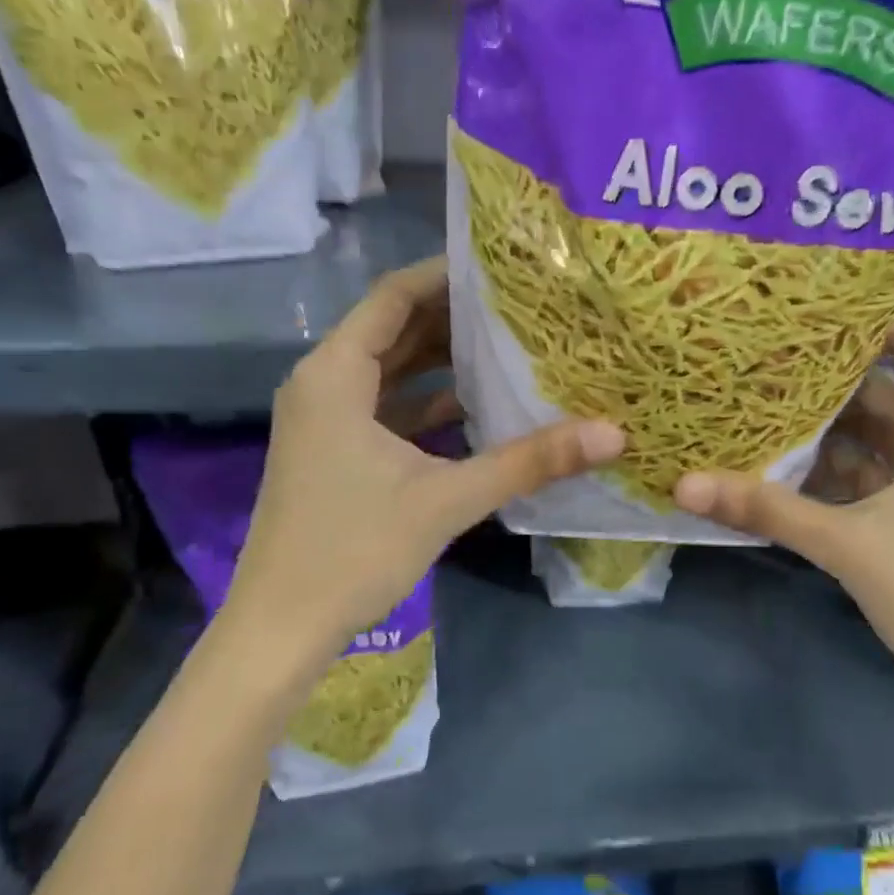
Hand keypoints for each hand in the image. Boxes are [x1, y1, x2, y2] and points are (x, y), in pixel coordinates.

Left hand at [221, 258, 623, 663]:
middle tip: (521, 304)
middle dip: (454, 316)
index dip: (447, 275)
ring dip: (442, 360)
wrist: (281, 628)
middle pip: (394, 329)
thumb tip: (611, 434)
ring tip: (509, 345)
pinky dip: (427, 402)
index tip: (503, 266)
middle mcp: (324, 384)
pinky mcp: (334, 452)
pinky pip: (386, 407)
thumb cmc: (354, 550)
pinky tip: (478, 407)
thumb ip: (529, 462)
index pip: (395, 296)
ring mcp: (326, 420)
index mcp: (335, 375)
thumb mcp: (448, 500)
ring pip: (391, 370)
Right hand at [675, 315, 893, 807]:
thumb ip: (765, 508)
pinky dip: (823, 468)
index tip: (807, 304)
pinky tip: (774, 461)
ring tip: (755, 397)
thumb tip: (683, 484)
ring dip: (819, 425)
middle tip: (759, 351)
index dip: (869, 317)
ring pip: (867, 434)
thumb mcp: (846, 543)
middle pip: (880, 388)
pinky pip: (861, 474)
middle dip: (824, 374)